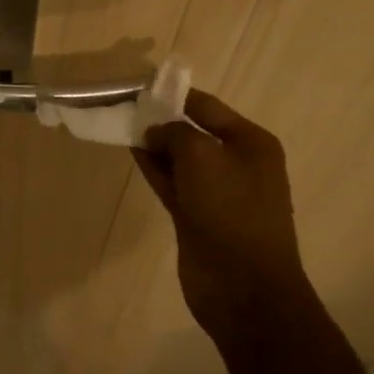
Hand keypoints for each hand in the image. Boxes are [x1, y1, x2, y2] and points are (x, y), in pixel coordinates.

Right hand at [132, 90, 310, 341]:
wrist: (244, 287)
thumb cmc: (231, 210)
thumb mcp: (203, 156)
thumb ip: (175, 133)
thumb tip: (156, 130)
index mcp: (251, 142)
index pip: (208, 107)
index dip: (174, 95)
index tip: (141, 86)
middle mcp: (237, 163)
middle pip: (194, 132)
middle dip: (162, 120)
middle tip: (125, 106)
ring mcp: (217, 193)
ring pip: (181, 159)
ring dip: (155, 144)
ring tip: (122, 124)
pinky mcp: (198, 217)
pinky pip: (173, 183)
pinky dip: (155, 168)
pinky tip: (132, 151)